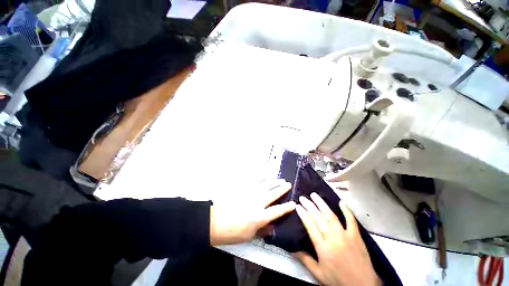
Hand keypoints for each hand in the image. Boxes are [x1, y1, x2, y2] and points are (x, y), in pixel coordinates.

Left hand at [209, 179, 295, 244]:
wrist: (214, 221)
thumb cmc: (231, 232)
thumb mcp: (249, 236)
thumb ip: (263, 231)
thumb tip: (273, 226)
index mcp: (260, 216)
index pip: (277, 211)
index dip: (287, 207)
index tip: (294, 203)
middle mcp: (257, 202)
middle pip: (273, 193)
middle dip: (282, 188)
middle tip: (288, 184)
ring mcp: (250, 193)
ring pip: (265, 184)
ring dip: (274, 181)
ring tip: (279, 179)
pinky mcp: (243, 188)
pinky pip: (254, 181)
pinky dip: (261, 178)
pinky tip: (265, 176)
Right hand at [294, 193, 380, 285]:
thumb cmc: (338, 280)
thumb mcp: (319, 274)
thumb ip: (305, 260)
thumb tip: (292, 250)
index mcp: (322, 247)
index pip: (310, 226)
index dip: (303, 214)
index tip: (298, 206)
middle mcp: (332, 238)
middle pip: (318, 218)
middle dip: (309, 206)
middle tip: (303, 198)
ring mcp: (345, 235)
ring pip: (331, 216)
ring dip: (322, 204)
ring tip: (314, 195)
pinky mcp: (356, 235)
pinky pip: (351, 220)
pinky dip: (346, 210)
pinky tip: (341, 202)